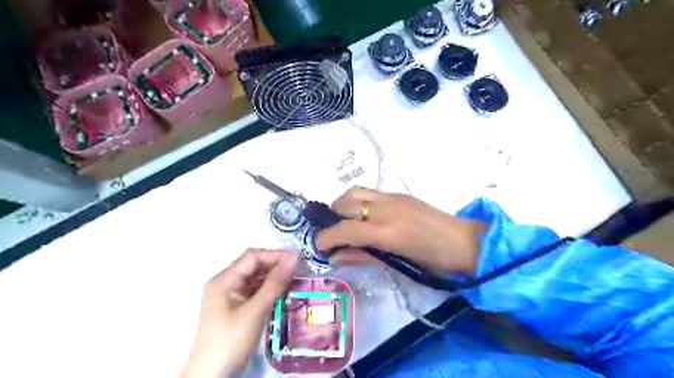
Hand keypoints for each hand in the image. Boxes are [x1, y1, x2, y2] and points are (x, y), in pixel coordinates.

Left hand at [184, 250, 301, 375]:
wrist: (212, 376)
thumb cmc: (230, 340)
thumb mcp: (255, 310)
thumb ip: (275, 283)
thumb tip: (295, 257)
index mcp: (225, 279)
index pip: (252, 257)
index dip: (275, 255)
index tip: (297, 259)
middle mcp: (227, 283)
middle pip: (255, 266)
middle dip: (276, 266)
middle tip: (300, 270)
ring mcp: (232, 296)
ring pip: (257, 279)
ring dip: (275, 278)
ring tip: (296, 279)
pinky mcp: (239, 307)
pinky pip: (257, 291)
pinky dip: (271, 290)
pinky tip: (285, 292)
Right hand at [317, 188, 484, 274]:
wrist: (466, 243)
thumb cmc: (434, 262)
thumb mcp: (397, 264)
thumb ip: (363, 256)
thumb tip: (335, 257)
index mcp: (389, 232)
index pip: (346, 229)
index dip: (327, 237)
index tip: (318, 246)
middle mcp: (387, 208)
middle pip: (347, 202)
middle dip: (332, 216)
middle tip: (332, 233)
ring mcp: (394, 198)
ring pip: (356, 191)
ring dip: (343, 205)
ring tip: (345, 221)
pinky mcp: (400, 194)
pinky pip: (370, 193)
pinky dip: (358, 202)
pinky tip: (364, 216)